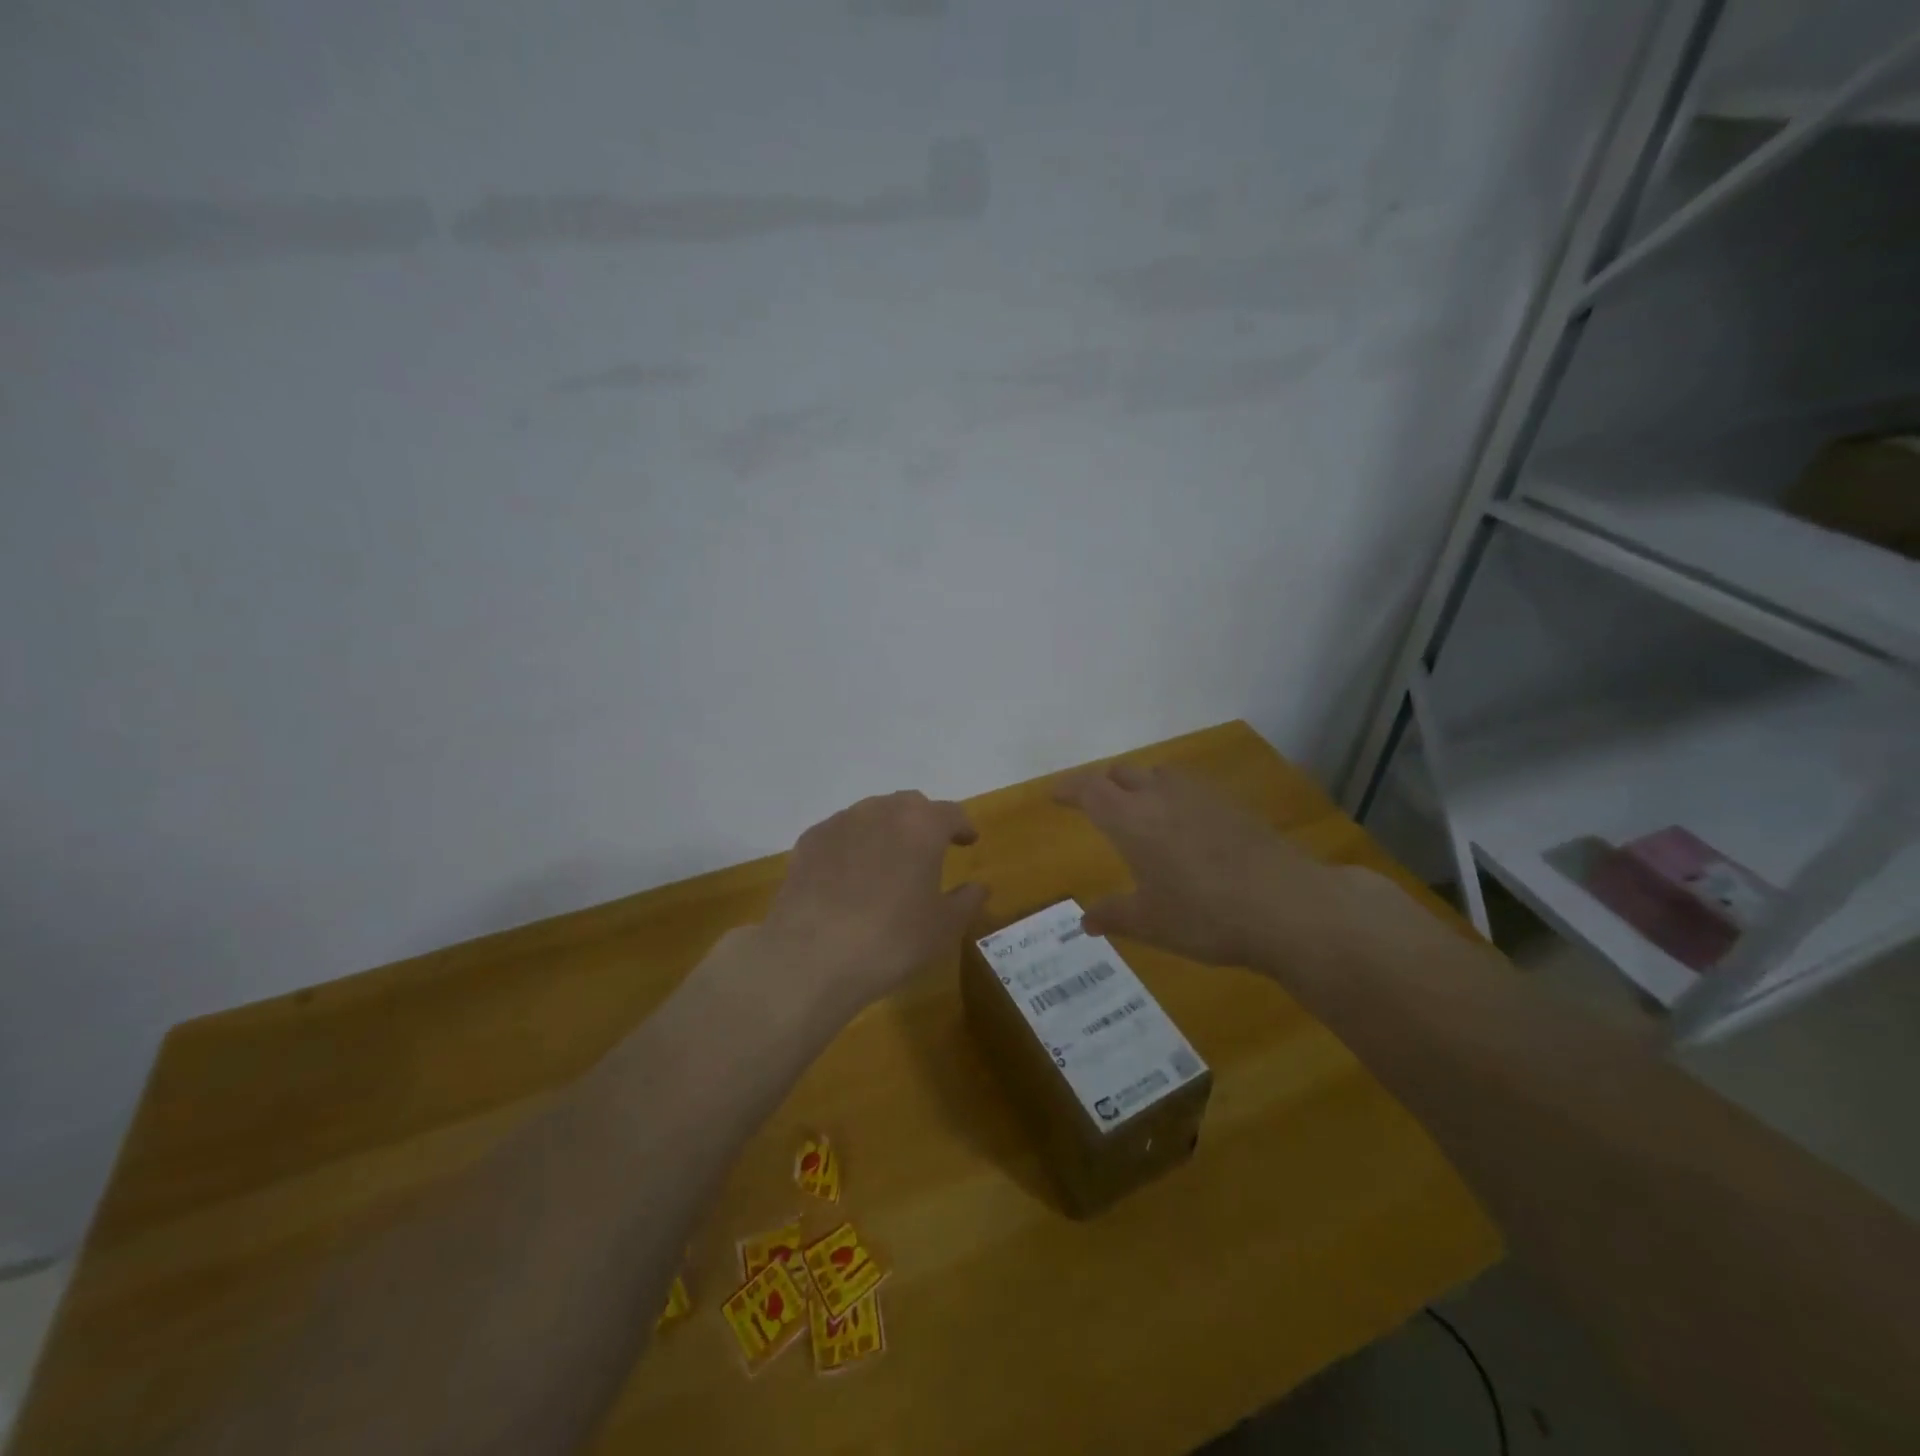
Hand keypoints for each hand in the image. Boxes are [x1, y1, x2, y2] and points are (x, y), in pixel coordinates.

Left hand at [759, 791, 988, 1016]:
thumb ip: (967, 901)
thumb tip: (978, 886)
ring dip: (886, 831)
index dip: (962, 827)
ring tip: (888, 861)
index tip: (967, 841)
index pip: (951, 813)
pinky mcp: (809, 840)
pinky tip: (849, 875)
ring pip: (872, 814)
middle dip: (923, 822)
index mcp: (922, 825)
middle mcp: (881, 811)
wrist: (810, 956)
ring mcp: (840, 822)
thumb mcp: (943, 928)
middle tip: (929, 848)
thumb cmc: (891, 940)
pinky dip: (853, 845)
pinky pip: (841, 833)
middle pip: (910, 805)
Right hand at [1054, 761, 1353, 968]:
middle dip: (1104, 785)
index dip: (1069, 789)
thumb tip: (1085, 921)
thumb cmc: (1204, 916)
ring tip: (1140, 811)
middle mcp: (1162, 796)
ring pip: (1160, 775)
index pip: (1089, 790)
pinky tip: (1186, 827)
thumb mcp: (1150, 923)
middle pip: (1123, 773)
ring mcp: (1202, 797)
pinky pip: (1191, 790)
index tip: (1054, 795)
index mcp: (1131, 819)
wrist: (1289, 906)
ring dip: (1141, 785)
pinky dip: (1175, 798)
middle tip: (1096, 804)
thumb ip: (1113, 916)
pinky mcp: (1234, 806)